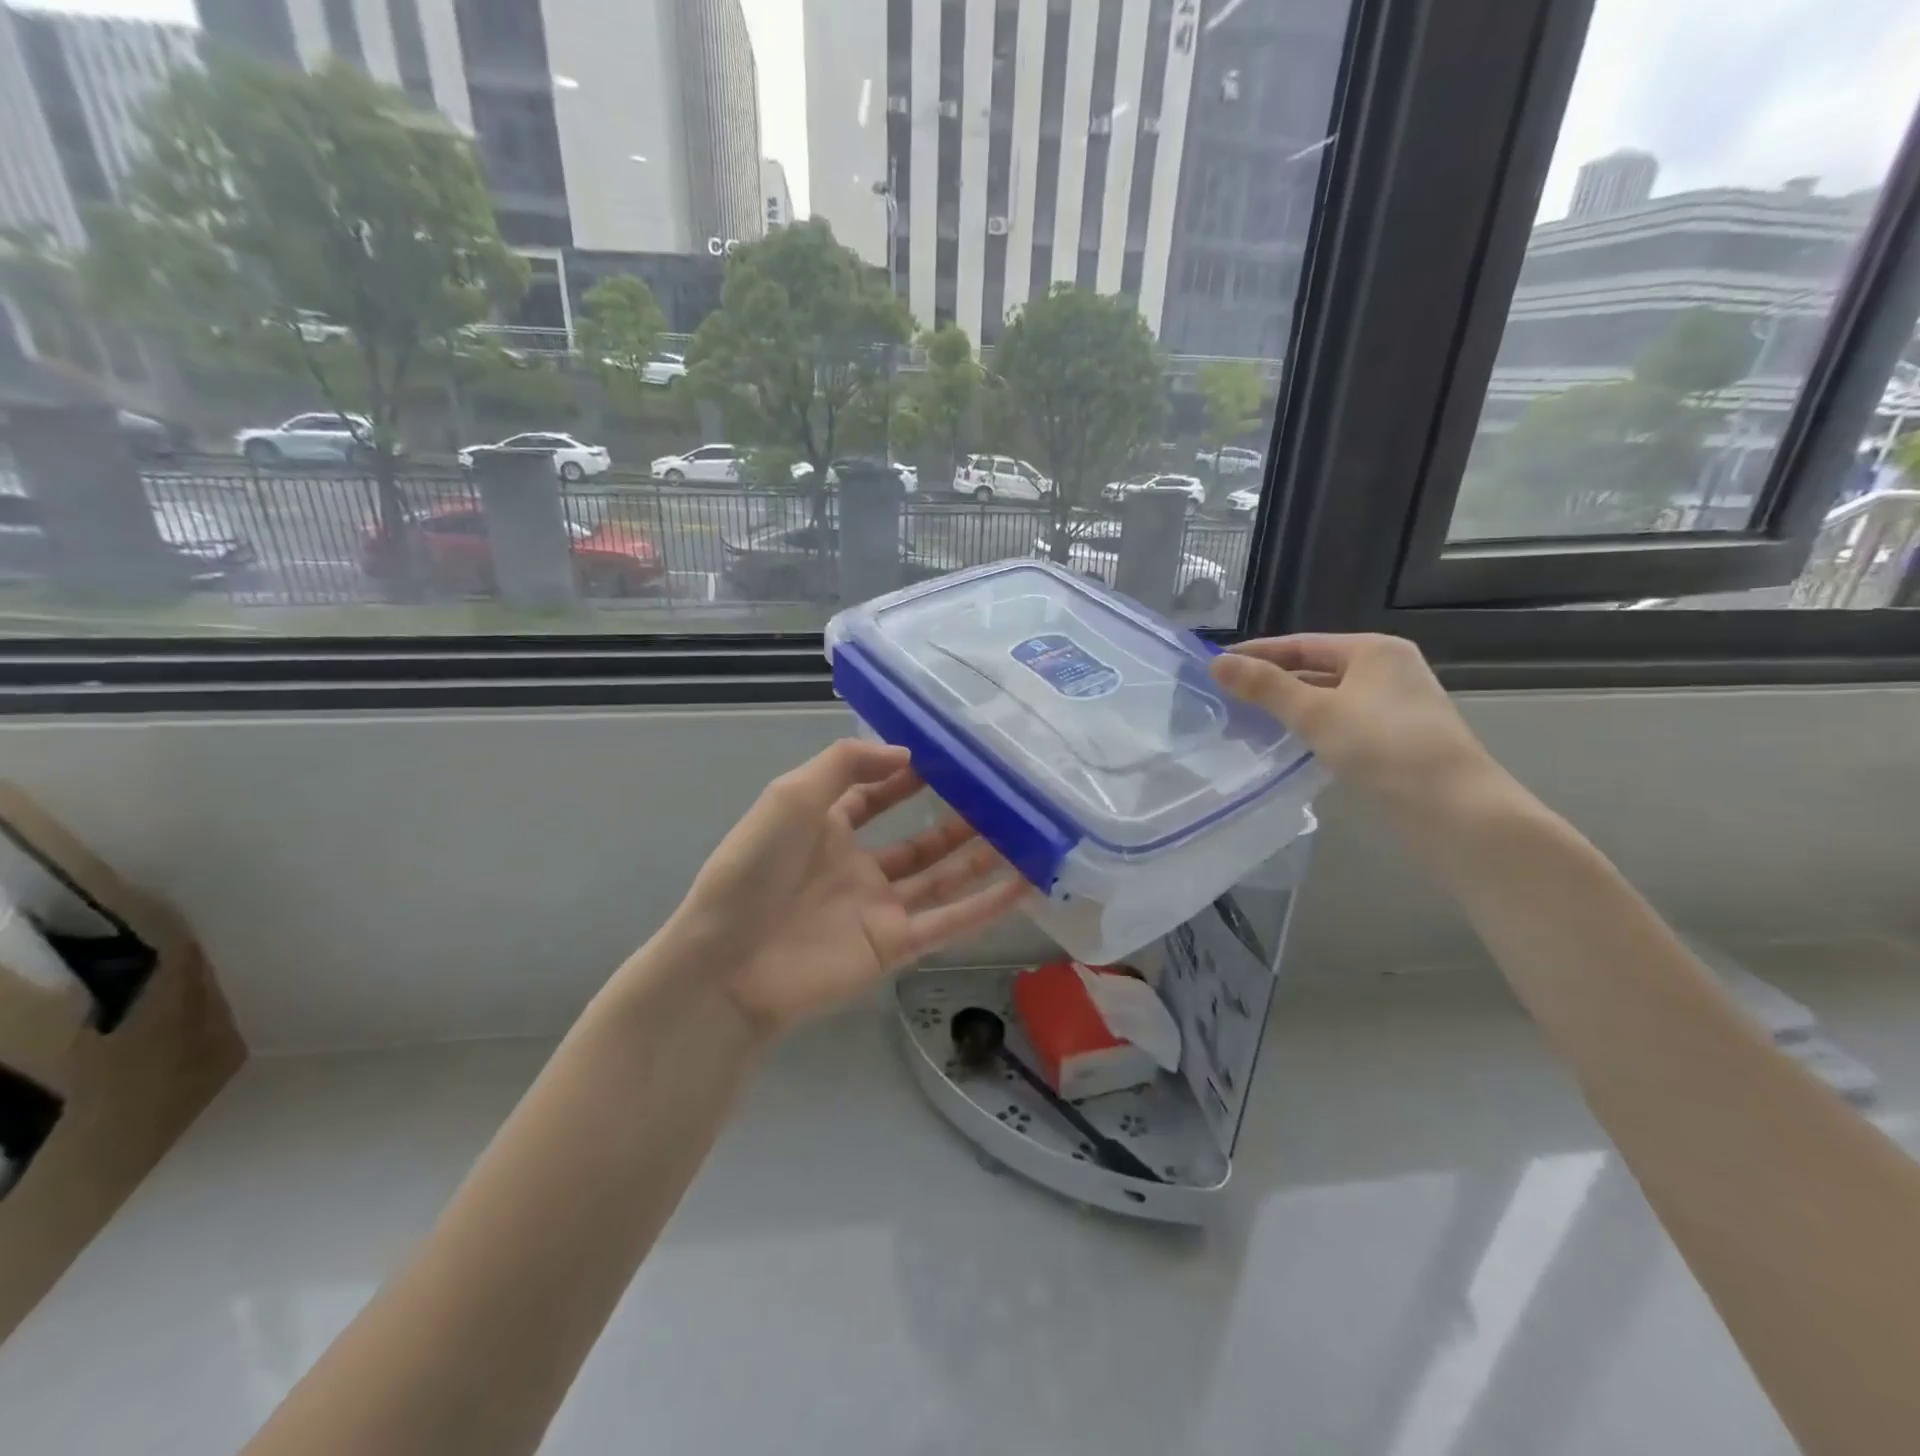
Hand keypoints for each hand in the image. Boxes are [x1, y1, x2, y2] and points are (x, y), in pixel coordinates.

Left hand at [671, 740, 1026, 1037]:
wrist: (727, 963)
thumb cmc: (755, 869)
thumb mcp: (792, 795)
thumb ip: (846, 765)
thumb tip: (905, 754)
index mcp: (825, 830)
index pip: (873, 796)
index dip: (905, 777)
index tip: (950, 758)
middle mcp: (855, 868)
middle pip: (917, 842)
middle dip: (955, 820)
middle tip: (1000, 797)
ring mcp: (876, 910)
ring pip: (941, 880)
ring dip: (980, 859)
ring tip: (1024, 832)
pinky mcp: (893, 948)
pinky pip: (948, 923)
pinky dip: (987, 906)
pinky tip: (1024, 884)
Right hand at [1210, 634, 1498, 817]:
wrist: (1454, 810)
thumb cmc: (1383, 748)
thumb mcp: (1315, 713)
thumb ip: (1265, 687)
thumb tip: (1216, 662)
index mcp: (1374, 651)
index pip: (1302, 643)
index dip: (1257, 653)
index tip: (1216, 665)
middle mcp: (1388, 670)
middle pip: (1315, 668)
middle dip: (1271, 682)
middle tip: (1224, 696)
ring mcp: (1395, 706)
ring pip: (1328, 698)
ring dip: (1289, 707)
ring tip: (1245, 720)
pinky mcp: (1396, 739)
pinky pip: (1341, 722)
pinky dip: (1311, 728)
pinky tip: (1286, 744)